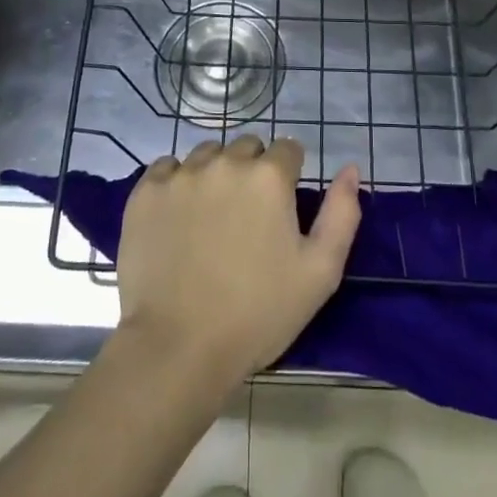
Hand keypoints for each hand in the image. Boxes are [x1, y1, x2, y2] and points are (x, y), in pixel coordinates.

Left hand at [117, 135, 361, 388]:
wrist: (178, 348)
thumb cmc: (257, 314)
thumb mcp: (320, 273)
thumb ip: (342, 214)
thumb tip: (350, 169)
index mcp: (269, 176)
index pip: (288, 149)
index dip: (290, 175)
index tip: (282, 208)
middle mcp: (226, 162)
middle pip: (247, 148)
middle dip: (254, 172)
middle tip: (248, 218)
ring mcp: (181, 174)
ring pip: (208, 155)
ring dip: (216, 174)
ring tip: (211, 219)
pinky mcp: (146, 191)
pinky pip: (168, 169)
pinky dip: (176, 184)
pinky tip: (178, 219)